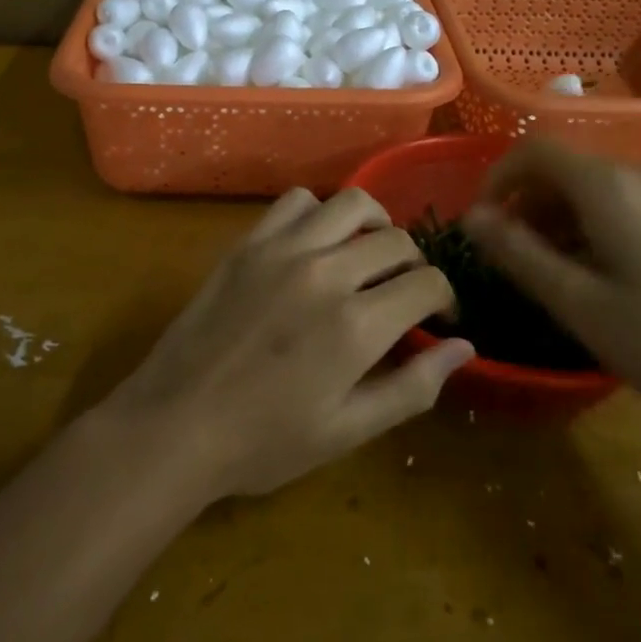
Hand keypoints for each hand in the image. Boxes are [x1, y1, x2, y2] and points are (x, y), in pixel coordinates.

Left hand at [103, 188, 474, 500]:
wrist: (177, 422)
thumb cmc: (265, 441)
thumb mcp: (347, 430)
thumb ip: (412, 387)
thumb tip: (464, 347)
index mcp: (356, 325)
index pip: (426, 283)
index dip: (444, 297)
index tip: (439, 315)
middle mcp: (326, 272)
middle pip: (395, 240)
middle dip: (414, 263)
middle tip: (404, 291)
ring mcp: (284, 249)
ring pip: (351, 203)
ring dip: (373, 223)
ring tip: (368, 252)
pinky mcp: (250, 241)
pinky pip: (297, 201)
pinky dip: (318, 212)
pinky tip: (316, 242)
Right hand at [462, 139, 640, 435]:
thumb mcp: (579, 304)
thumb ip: (518, 253)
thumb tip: (472, 217)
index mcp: (611, 186)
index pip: (536, 151)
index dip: (499, 177)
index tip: (484, 220)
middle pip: (570, 168)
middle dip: (532, 201)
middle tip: (517, 253)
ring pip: (603, 185)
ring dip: (567, 214)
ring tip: (560, 268)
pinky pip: (637, 201)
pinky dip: (604, 221)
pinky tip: (612, 271)